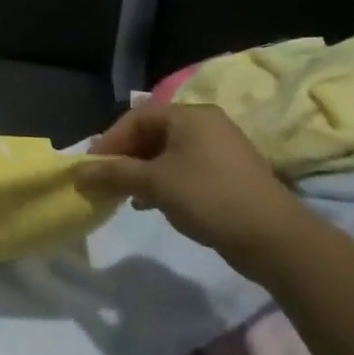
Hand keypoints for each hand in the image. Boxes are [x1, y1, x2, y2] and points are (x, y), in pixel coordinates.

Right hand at [75, 100, 306, 273]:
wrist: (274, 238)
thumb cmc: (208, 197)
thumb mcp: (154, 183)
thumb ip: (114, 173)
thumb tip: (78, 171)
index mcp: (189, 115)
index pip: (135, 118)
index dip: (109, 141)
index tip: (91, 167)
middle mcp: (205, 124)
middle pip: (150, 134)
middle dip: (124, 158)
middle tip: (104, 181)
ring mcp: (219, 149)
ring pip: (165, 154)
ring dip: (140, 172)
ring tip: (124, 195)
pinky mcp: (227, 174)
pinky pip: (183, 169)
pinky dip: (161, 181)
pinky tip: (150, 203)